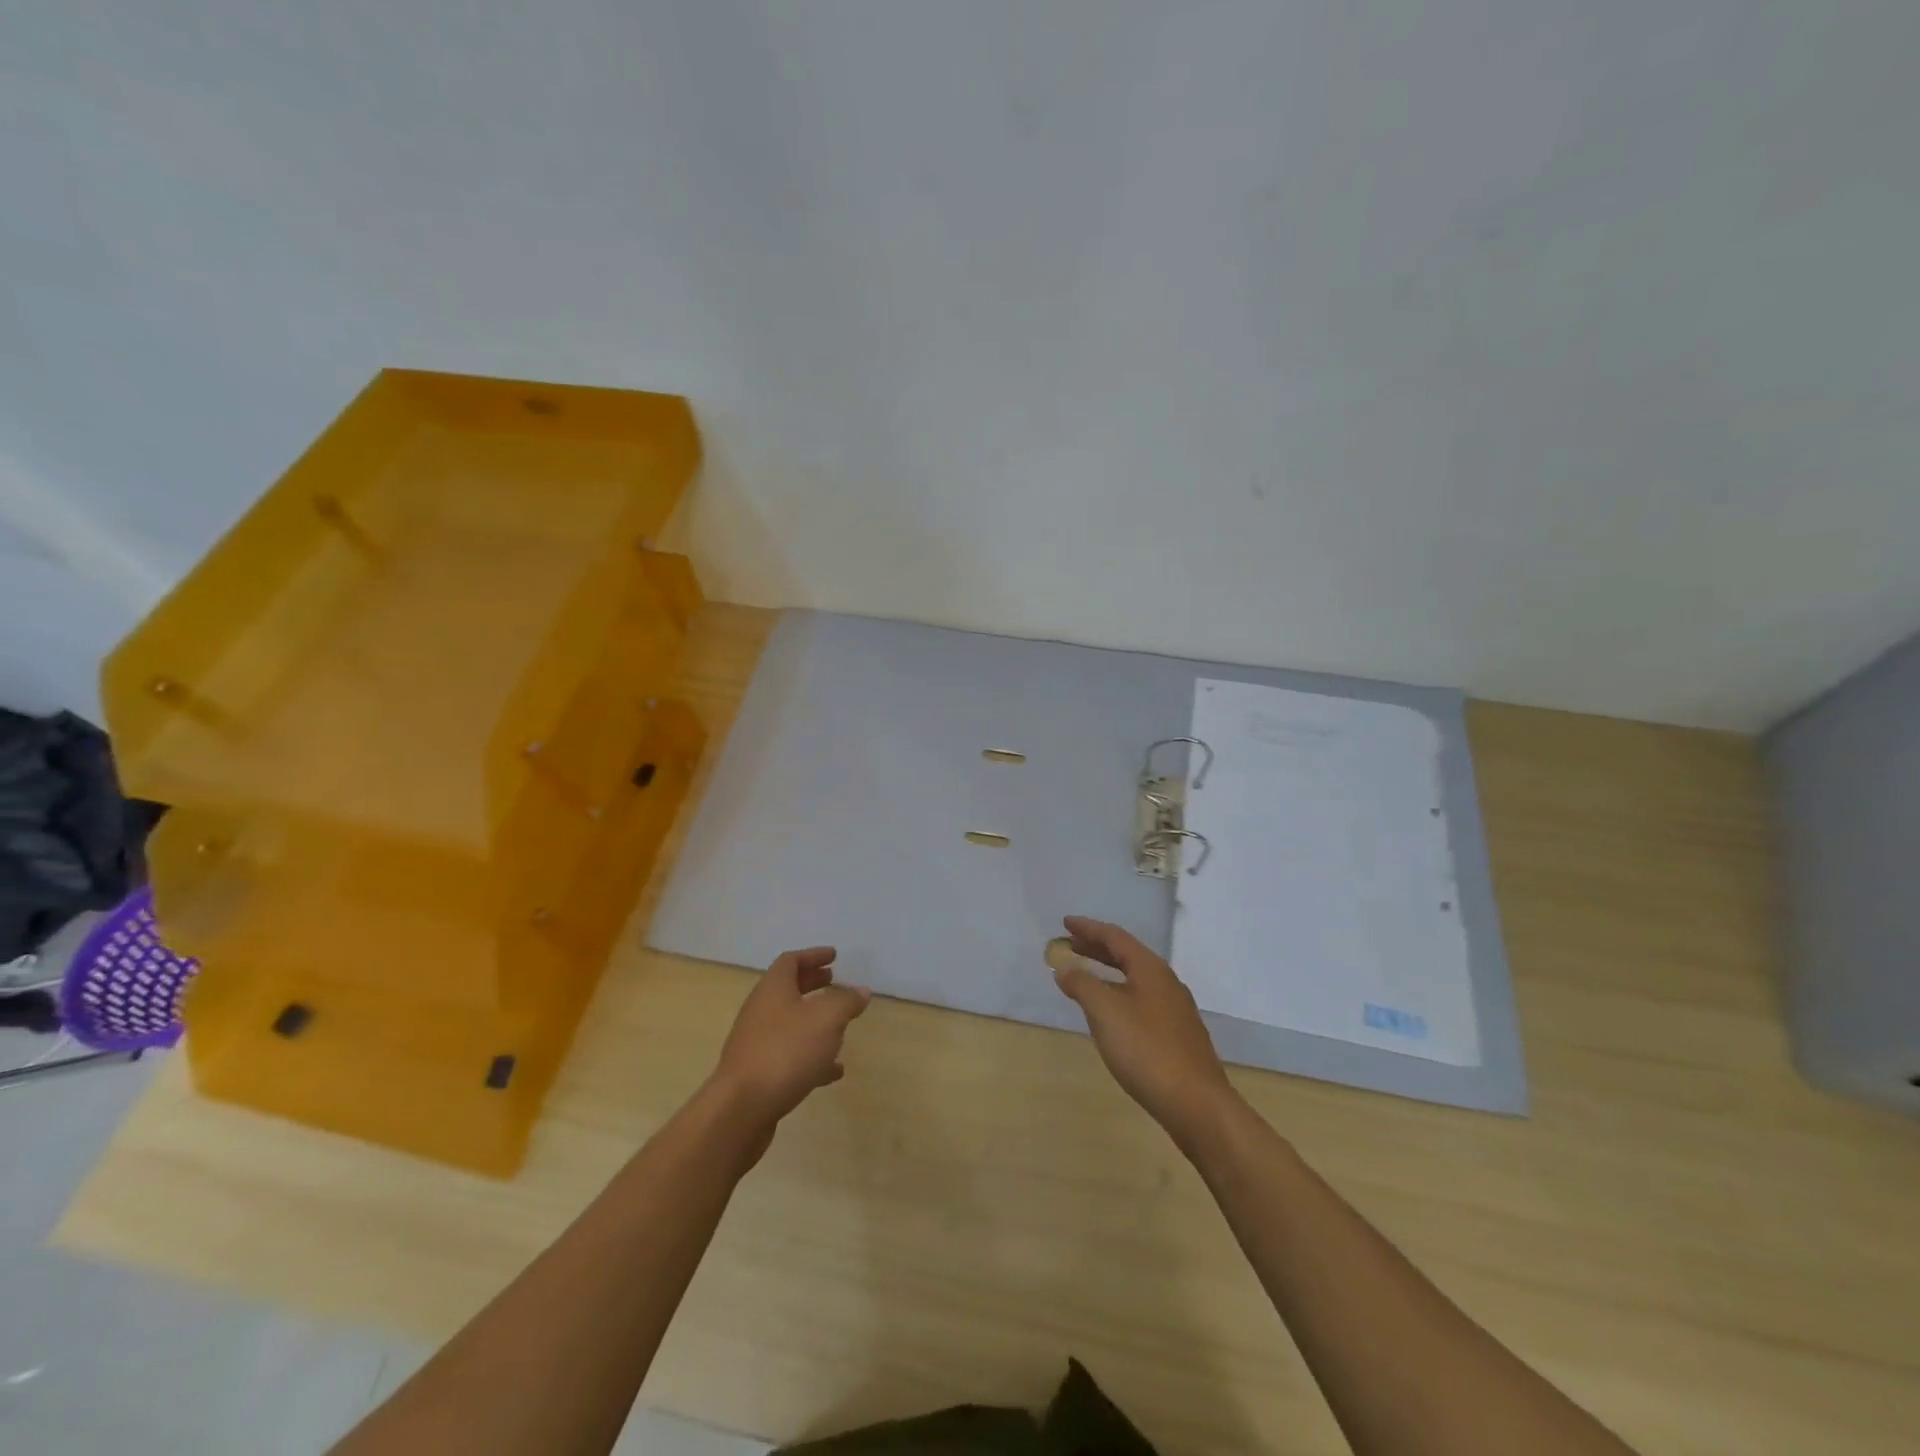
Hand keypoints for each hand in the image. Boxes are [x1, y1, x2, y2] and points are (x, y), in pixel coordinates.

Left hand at [712, 946, 870, 1126]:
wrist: (741, 1109)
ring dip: (814, 1021)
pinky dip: (812, 1056)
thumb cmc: (785, 1051)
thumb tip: (861, 991)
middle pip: (788, 990)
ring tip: (841, 1027)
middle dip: (813, 984)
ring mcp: (757, 1043)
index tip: (834, 956)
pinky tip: (833, 1070)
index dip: (813, 956)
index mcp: (773, 989)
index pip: (791, 961)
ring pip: (790, 1023)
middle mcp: (761, 1011)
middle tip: (834, 981)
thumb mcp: (827, 1019)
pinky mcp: (759, 1074)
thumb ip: (846, 1002)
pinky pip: (789, 1056)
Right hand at [1051, 915, 1235, 1144]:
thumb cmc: (1146, 1049)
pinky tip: (1110, 1013)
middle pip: (1127, 955)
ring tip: (1085, 976)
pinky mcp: (1177, 1034)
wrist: (1196, 1103)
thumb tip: (1065, 968)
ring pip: (1135, 979)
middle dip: (1097, 948)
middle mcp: (1166, 982)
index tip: (1066, 922)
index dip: (1088, 928)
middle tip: (1071, 944)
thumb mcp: (1105, 1012)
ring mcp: (1175, 1009)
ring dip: (1108, 972)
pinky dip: (1119, 994)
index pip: (1115, 937)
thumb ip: (1082, 985)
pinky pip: (1141, 999)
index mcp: (1150, 969)